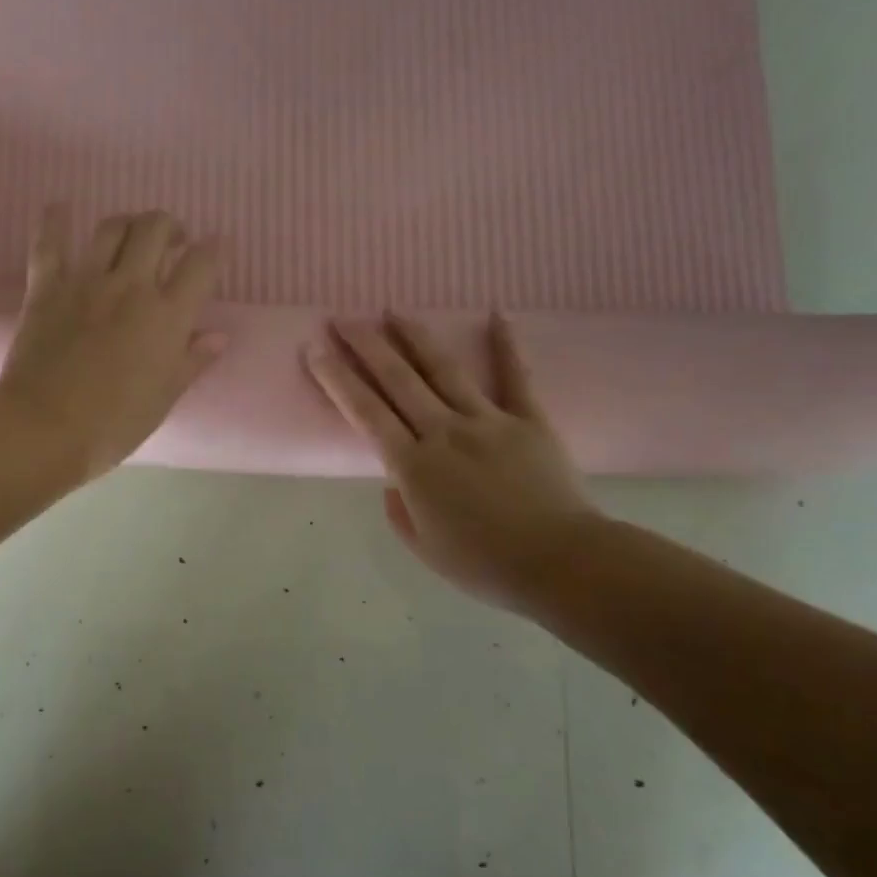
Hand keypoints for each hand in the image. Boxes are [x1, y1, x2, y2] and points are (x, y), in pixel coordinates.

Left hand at [0, 207, 226, 481]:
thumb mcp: (163, 399)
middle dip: (169, 227)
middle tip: (172, 242)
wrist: (45, 429)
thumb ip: (192, 362)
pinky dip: (55, 221)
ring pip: (112, 228)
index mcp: (167, 317)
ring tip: (132, 235)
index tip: (217, 247)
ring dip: (128, 224)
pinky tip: (61, 208)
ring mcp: (85, 282)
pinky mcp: (46, 288)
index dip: (214, 250)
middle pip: (155, 229)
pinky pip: (49, 244)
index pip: (201, 265)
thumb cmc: (113, 425)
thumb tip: (218, 336)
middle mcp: (130, 287)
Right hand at [305, 314, 603, 611]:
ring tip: (392, 311)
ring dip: (414, 337)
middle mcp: (444, 432)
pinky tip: (497, 314)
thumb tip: (396, 482)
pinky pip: (515, 376)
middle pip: (397, 380)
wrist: (561, 563)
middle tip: (342, 318)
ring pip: (443, 369)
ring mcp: (488, 420)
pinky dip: (506, 344)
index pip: (365, 412)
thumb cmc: (485, 565)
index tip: (315, 350)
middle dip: (365, 345)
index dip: (337, 378)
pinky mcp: (529, 419)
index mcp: (414, 466)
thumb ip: (401, 510)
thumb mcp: (425, 549)